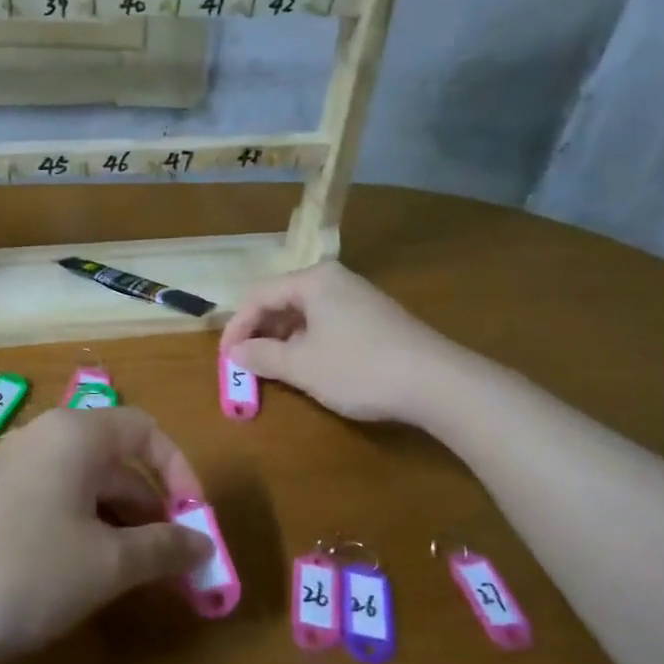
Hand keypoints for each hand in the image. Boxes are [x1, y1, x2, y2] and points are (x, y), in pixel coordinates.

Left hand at [0, 407, 211, 663]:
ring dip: (118, 528)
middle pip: (117, 463)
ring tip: (129, 580)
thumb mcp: (105, 564)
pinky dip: (81, 533)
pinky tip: (79, 578)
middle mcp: (44, 439)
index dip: (181, 473)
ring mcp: (12, 468)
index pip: (147, 431)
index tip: (194, 523)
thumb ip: (163, 549)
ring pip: (85, 488)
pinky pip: (54, 504)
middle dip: (151, 512)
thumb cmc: (21, 571)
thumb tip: (204, 544)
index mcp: (77, 435)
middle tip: (171, 567)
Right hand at [220, 261, 442, 422]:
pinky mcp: (374, 318)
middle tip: (245, 365)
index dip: (236, 328)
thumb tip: (234, 354)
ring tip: (271, 370)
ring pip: (304, 314)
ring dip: (282, 341)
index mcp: (314, 280)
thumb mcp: (302, 367)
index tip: (225, 359)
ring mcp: (357, 298)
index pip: (258, 296)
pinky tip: (306, 367)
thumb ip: (261, 357)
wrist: (438, 383)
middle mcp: (335, 280)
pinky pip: (325, 324)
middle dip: (259, 333)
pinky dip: (306, 343)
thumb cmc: (359, 368)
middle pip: (281, 301)